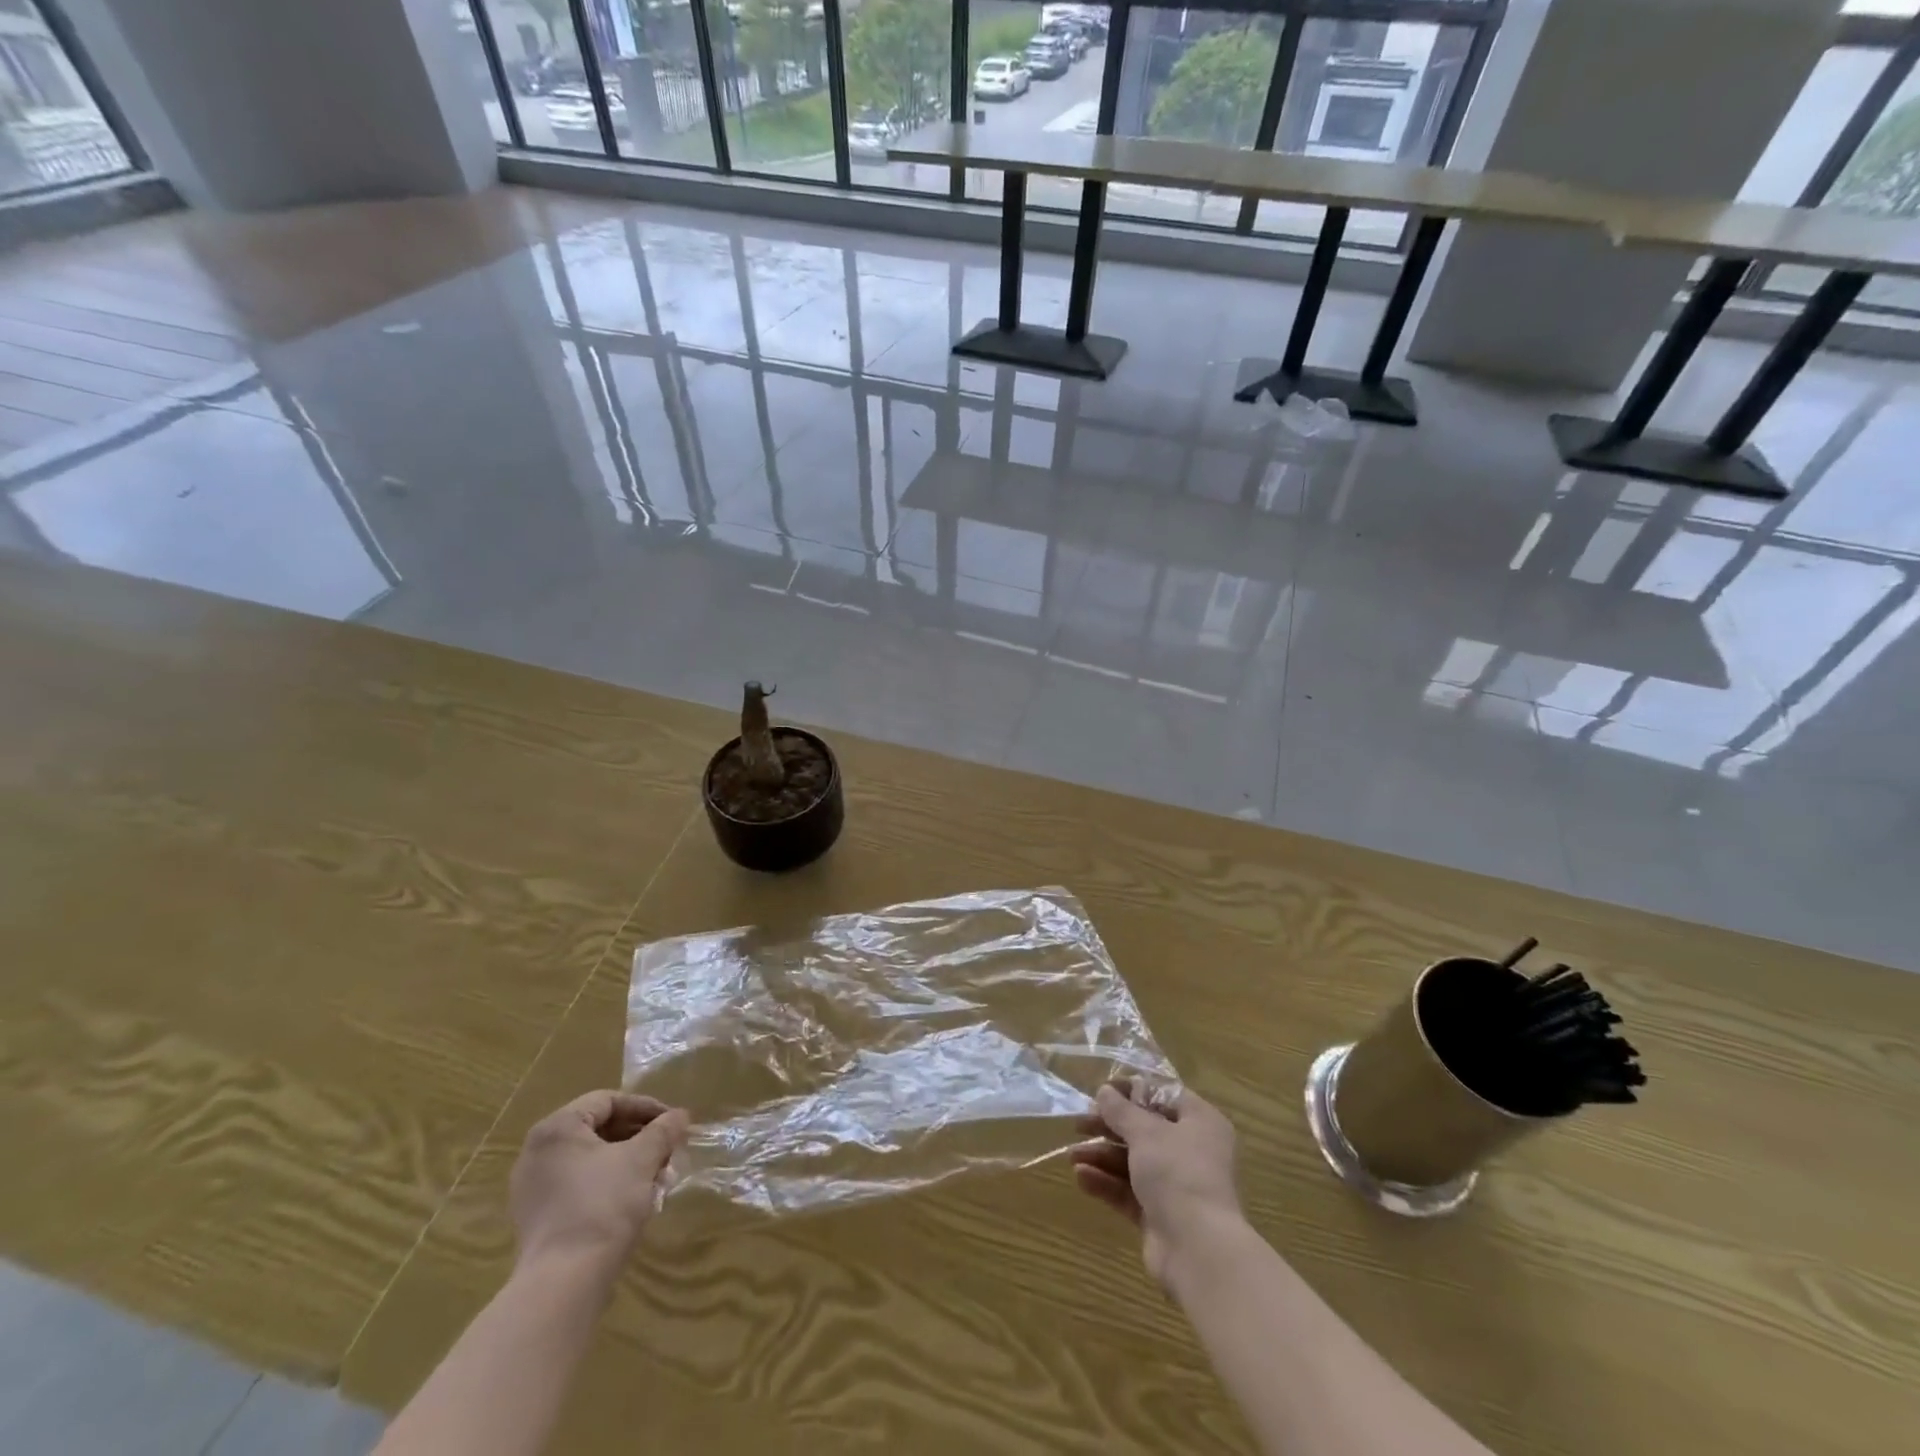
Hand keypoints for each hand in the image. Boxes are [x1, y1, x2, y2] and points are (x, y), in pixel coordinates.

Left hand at [509, 1091, 688, 1276]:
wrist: (563, 1284)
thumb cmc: (603, 1205)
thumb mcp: (642, 1159)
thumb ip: (663, 1130)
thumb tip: (680, 1115)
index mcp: (556, 1128)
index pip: (608, 1101)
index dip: (646, 1107)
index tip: (673, 1122)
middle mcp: (537, 1152)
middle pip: (599, 1130)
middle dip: (639, 1138)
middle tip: (668, 1150)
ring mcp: (532, 1188)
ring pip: (591, 1160)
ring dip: (628, 1162)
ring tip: (658, 1177)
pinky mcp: (536, 1219)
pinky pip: (578, 1186)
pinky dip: (608, 1184)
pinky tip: (636, 1200)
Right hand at [1070, 1081, 1243, 1288]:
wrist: (1198, 1251)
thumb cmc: (1178, 1174)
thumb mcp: (1146, 1132)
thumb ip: (1121, 1110)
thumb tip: (1105, 1091)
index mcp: (1200, 1122)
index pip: (1164, 1095)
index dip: (1132, 1090)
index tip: (1102, 1091)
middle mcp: (1191, 1151)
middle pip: (1144, 1129)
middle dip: (1109, 1126)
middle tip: (1079, 1124)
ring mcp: (1176, 1185)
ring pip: (1134, 1162)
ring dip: (1102, 1156)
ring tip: (1071, 1156)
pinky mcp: (1161, 1215)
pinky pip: (1130, 1191)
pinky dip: (1107, 1182)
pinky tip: (1081, 1177)